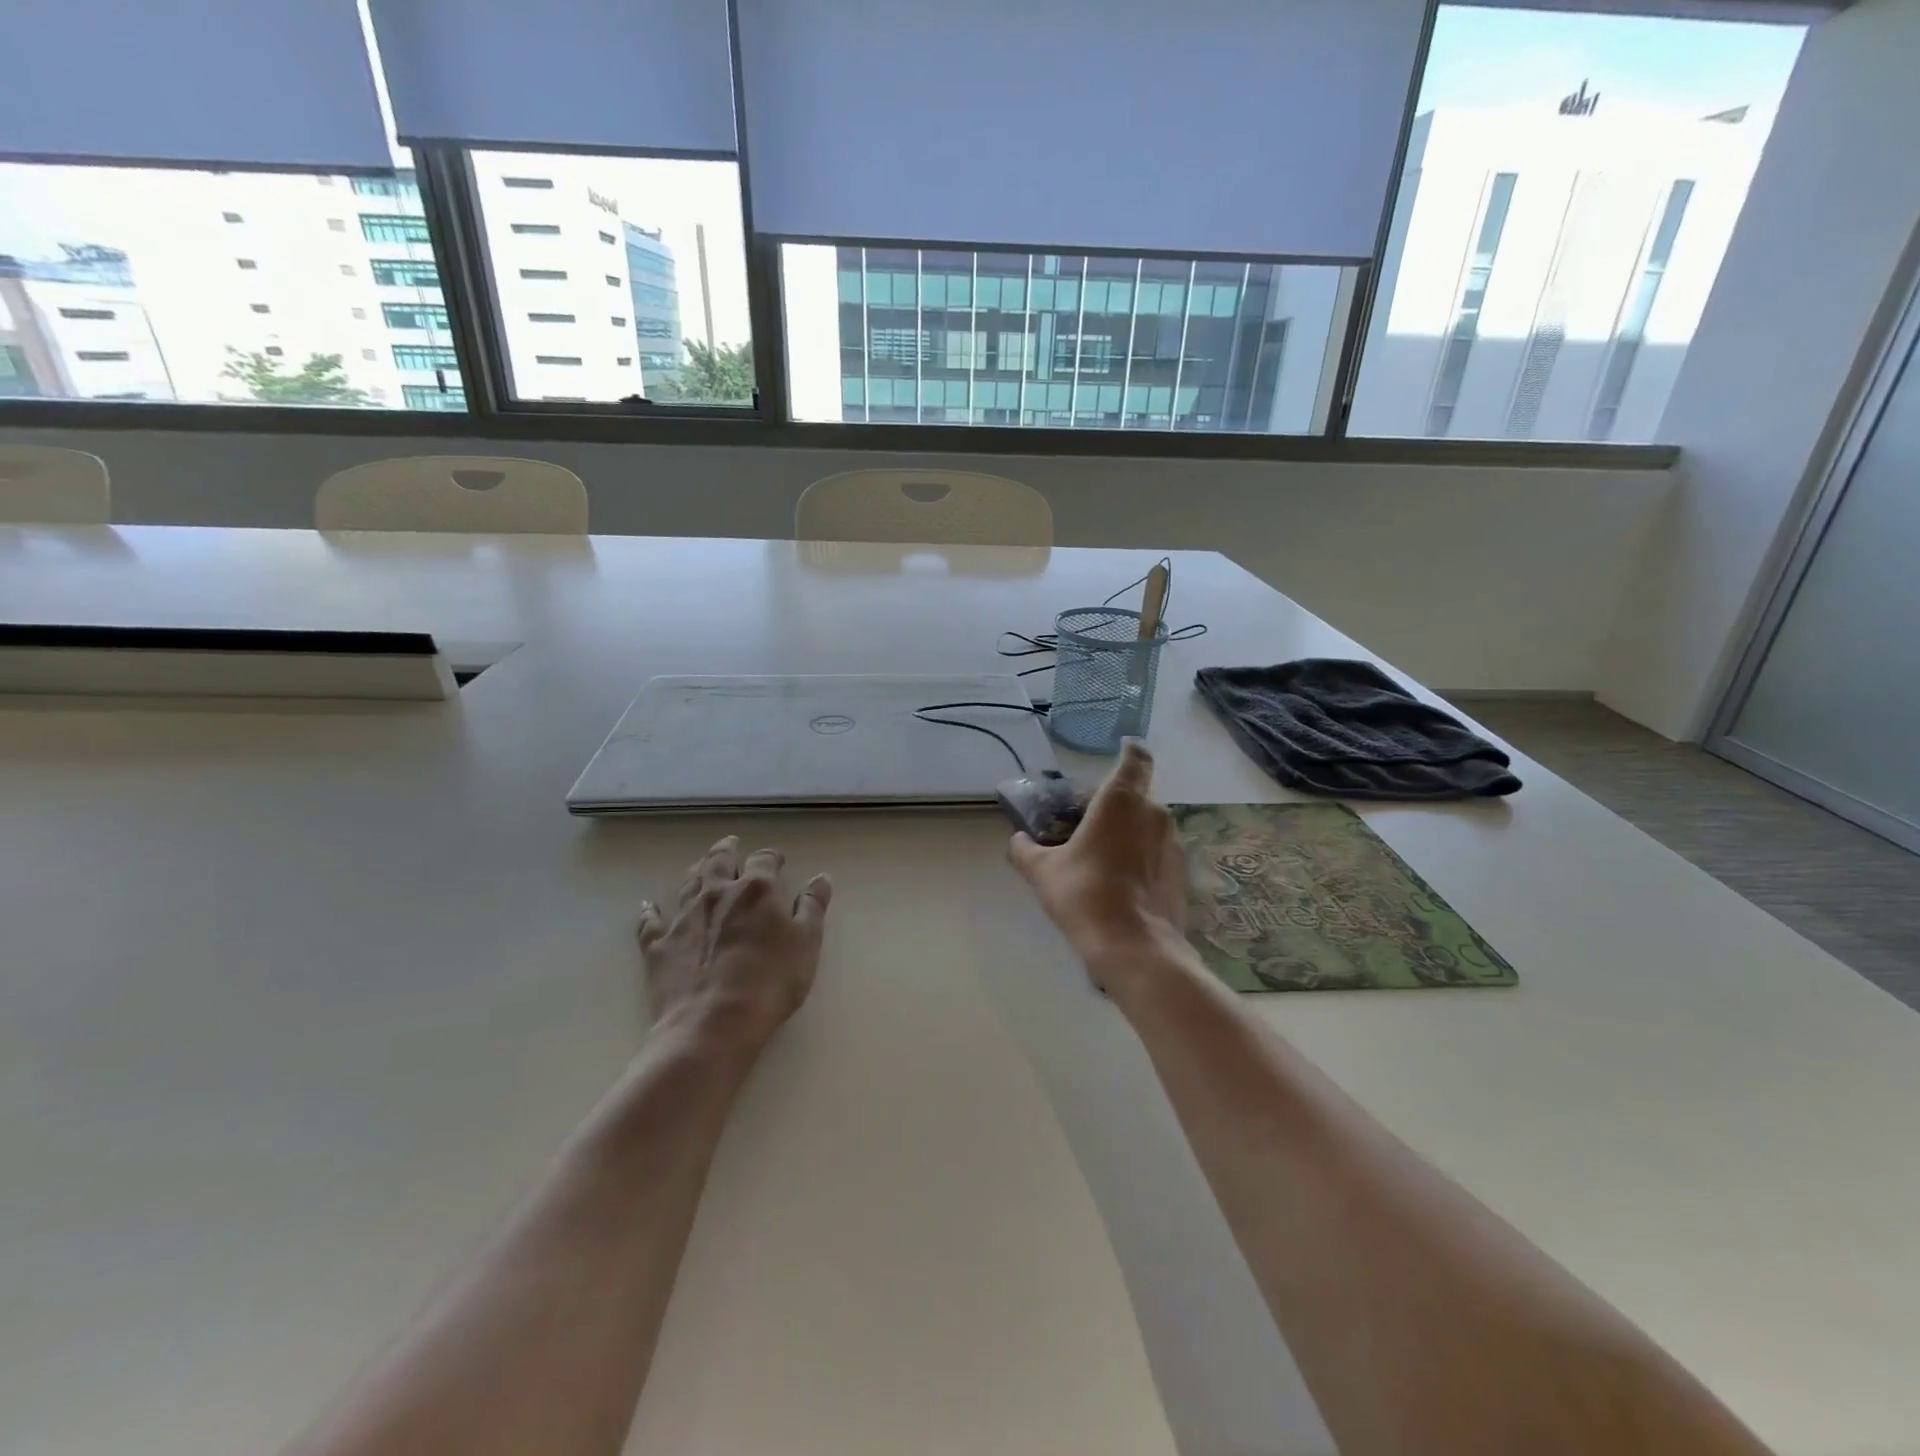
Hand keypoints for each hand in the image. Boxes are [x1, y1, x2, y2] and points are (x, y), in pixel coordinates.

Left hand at [637, 836, 832, 1050]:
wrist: (712, 1025)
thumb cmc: (770, 982)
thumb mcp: (807, 944)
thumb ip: (813, 908)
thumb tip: (820, 878)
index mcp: (756, 890)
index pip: (765, 860)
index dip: (772, 858)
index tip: (778, 862)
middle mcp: (717, 893)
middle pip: (719, 860)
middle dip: (727, 850)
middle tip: (731, 845)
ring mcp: (683, 917)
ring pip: (688, 883)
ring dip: (697, 871)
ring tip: (701, 866)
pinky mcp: (658, 945)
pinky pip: (650, 922)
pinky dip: (650, 911)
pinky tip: (649, 906)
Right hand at [1009, 739, 1187, 989]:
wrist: (1133, 946)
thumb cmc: (1084, 893)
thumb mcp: (1042, 871)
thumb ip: (1025, 850)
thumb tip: (1017, 840)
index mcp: (1122, 799)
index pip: (1135, 758)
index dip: (1130, 750)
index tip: (1122, 747)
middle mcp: (1154, 813)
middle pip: (1139, 793)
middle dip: (1118, 800)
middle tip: (1091, 818)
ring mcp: (1173, 844)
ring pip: (1150, 824)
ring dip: (1131, 829)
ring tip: (1104, 852)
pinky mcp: (1182, 873)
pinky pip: (1159, 851)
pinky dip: (1143, 855)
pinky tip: (1123, 880)